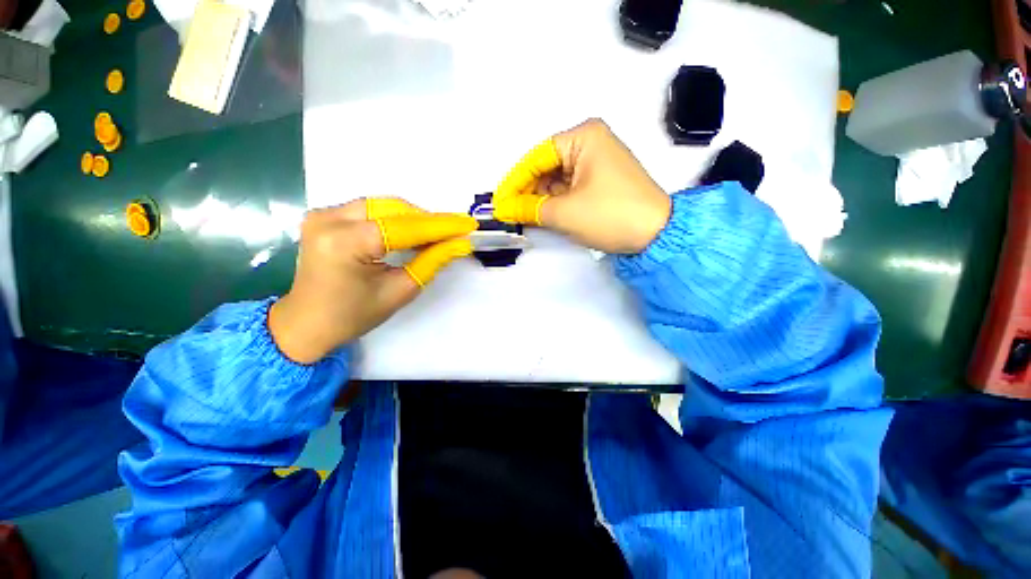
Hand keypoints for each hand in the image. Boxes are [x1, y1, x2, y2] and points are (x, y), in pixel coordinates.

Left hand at [269, 198, 477, 363]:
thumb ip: (431, 262)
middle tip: (455, 232)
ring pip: (383, 205)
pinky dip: (395, 219)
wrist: (307, 323)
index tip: (468, 224)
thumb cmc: (353, 315)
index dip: (440, 226)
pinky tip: (412, 231)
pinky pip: (370, 209)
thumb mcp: (400, 291)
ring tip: (437, 234)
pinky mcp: (324, 215)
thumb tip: (460, 244)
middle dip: (428, 220)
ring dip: (414, 218)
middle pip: (393, 209)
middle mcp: (329, 219)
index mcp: (344, 244)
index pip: (404, 227)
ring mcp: (323, 214)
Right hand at [492, 119, 670, 253]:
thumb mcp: (564, 212)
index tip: (498, 201)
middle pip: (546, 167)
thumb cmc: (609, 214)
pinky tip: (543, 214)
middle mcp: (590, 143)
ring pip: (557, 179)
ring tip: (522, 216)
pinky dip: (556, 202)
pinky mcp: (601, 181)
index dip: (514, 181)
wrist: (656, 234)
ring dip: (540, 198)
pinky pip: (570, 188)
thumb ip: (529, 208)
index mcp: (582, 137)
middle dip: (527, 191)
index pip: (536, 157)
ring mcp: (597, 162)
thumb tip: (504, 209)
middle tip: (509, 212)